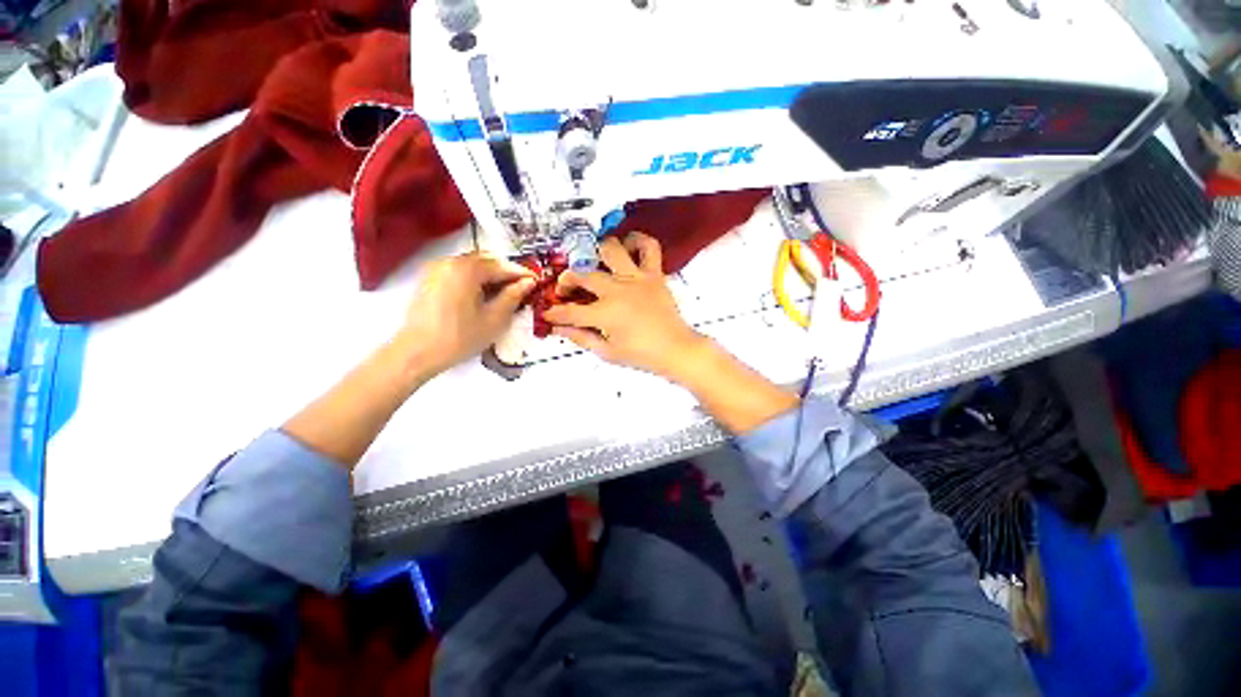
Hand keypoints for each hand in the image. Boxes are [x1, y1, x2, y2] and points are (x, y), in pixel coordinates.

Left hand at [397, 252, 535, 376]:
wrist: (418, 352)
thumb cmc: (460, 337)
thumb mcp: (494, 318)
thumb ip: (513, 296)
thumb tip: (528, 282)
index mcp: (467, 269)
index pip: (502, 266)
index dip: (522, 273)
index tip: (536, 280)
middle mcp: (450, 261)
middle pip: (486, 260)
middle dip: (505, 272)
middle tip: (521, 287)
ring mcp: (437, 268)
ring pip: (472, 265)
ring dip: (490, 275)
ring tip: (503, 293)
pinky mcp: (430, 279)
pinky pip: (459, 271)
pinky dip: (475, 278)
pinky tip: (482, 295)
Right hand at [544, 233, 705, 379]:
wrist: (675, 349)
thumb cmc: (642, 354)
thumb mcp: (607, 352)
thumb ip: (581, 338)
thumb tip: (559, 329)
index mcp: (605, 313)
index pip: (570, 311)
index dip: (554, 313)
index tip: (547, 313)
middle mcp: (617, 290)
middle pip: (583, 275)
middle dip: (566, 281)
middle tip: (566, 290)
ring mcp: (636, 279)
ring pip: (610, 249)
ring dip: (596, 253)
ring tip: (593, 262)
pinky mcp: (654, 274)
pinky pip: (649, 247)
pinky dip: (637, 240)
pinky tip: (627, 246)